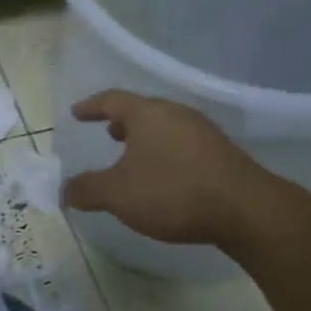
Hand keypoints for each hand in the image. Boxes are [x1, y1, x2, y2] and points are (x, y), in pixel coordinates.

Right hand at [63, 91, 279, 245]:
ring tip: (134, 156)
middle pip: (143, 111)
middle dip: (123, 122)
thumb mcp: (118, 194)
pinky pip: (184, 145)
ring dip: (146, 139)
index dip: (92, 106)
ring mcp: (203, 132)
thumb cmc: (172, 191)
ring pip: (165, 127)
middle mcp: (176, 114)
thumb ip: (87, 190)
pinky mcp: (222, 153)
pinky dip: (166, 153)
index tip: (77, 113)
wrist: (246, 210)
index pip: (112, 100)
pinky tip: (165, 176)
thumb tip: (65, 190)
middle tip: (108, 133)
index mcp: (147, 114)